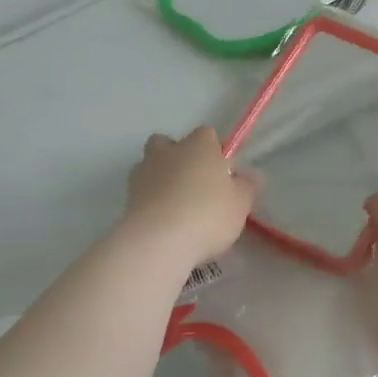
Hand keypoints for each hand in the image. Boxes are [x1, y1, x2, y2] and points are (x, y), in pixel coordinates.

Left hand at [124, 127, 257, 268]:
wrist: (159, 242)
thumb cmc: (208, 214)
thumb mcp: (240, 203)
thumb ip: (246, 186)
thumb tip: (249, 176)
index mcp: (199, 145)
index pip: (207, 134)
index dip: (215, 150)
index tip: (223, 172)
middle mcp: (168, 152)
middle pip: (169, 143)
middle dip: (178, 156)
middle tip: (195, 183)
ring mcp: (143, 173)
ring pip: (150, 165)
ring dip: (160, 177)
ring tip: (176, 205)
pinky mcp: (127, 197)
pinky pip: (142, 192)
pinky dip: (150, 200)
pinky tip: (163, 220)